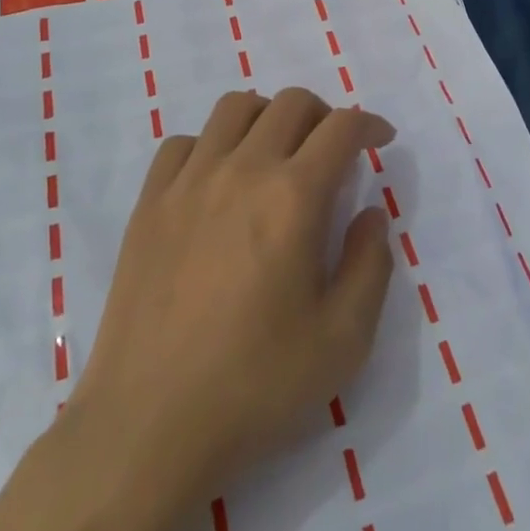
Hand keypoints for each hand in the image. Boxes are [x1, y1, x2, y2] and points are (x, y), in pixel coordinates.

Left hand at [71, 88, 397, 510]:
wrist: (149, 426)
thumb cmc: (256, 386)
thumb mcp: (344, 340)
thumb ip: (371, 265)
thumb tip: (370, 214)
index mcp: (294, 197)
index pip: (341, 128)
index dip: (369, 124)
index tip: (380, 139)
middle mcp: (242, 170)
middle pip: (290, 103)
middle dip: (324, 115)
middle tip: (333, 152)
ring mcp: (188, 182)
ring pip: (234, 107)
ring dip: (267, 117)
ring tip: (276, 155)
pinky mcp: (149, 203)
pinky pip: (182, 143)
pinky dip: (210, 145)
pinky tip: (216, 182)